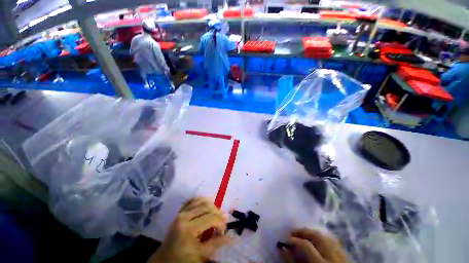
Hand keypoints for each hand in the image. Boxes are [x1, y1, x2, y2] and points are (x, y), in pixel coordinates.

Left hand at [148, 197, 229, 262]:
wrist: (165, 260)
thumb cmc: (183, 260)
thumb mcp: (202, 255)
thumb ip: (217, 243)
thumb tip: (232, 237)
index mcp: (188, 229)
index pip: (210, 218)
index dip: (220, 222)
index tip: (224, 229)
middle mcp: (184, 217)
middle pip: (206, 207)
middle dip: (217, 212)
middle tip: (222, 221)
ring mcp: (180, 212)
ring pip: (200, 201)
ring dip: (211, 205)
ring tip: (216, 213)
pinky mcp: (179, 212)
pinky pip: (191, 200)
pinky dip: (200, 200)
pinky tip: (206, 204)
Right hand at [279, 228, 347, 262]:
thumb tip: (282, 248)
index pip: (306, 246)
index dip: (293, 241)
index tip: (285, 241)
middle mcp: (335, 259)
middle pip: (318, 237)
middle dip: (303, 232)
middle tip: (293, 234)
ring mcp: (344, 258)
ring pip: (327, 237)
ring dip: (314, 234)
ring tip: (304, 237)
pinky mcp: (348, 259)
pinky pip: (335, 243)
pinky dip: (324, 240)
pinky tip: (317, 244)